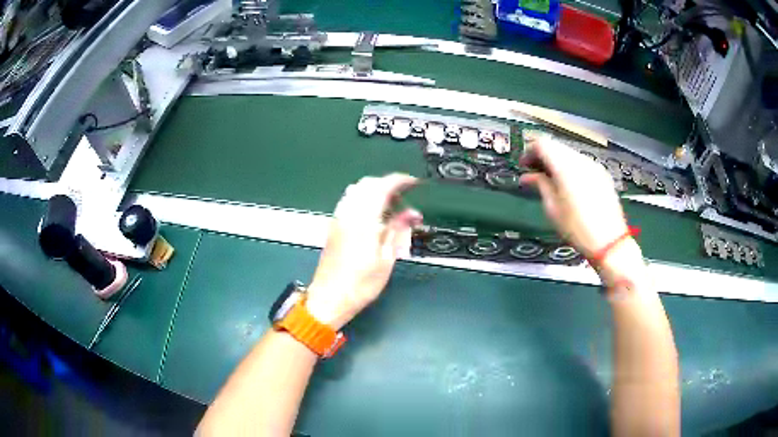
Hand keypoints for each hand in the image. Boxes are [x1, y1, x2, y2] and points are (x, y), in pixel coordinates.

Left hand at [306, 174, 422, 329]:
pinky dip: (364, 199)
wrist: (329, 298)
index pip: (382, 187)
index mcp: (363, 219)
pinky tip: (374, 216)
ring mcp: (338, 218)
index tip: (415, 183)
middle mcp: (348, 212)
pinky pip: (349, 200)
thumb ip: (398, 230)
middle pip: (368, 184)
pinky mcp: (333, 225)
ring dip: (375, 191)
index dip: (400, 181)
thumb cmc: (361, 284)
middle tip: (406, 199)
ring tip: (392, 207)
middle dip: (388, 184)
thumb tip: (413, 213)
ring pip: (357, 190)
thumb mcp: (386, 259)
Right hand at [519, 133, 632, 261]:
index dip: (529, 152)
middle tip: (534, 173)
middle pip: (556, 146)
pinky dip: (570, 167)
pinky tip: (568, 185)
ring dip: (557, 161)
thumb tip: (527, 176)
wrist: (609, 241)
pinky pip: (581, 162)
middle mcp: (580, 159)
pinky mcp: (602, 173)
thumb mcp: (552, 208)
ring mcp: (593, 165)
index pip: (542, 144)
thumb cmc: (576, 228)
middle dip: (543, 156)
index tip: (523, 166)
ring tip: (551, 180)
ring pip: (569, 153)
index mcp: (565, 166)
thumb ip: (540, 185)